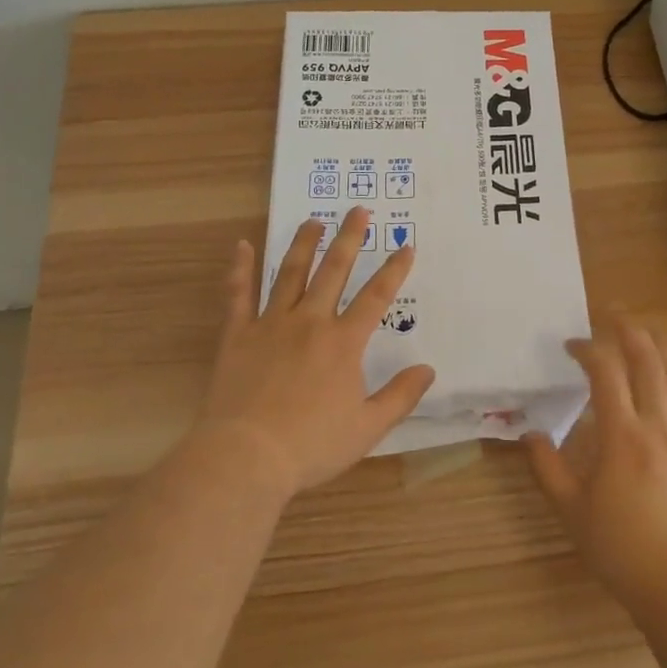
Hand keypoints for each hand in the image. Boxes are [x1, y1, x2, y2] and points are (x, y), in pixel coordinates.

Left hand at [197, 206, 434, 495]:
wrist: (247, 457)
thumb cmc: (312, 444)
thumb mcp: (368, 427)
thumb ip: (400, 396)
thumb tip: (428, 369)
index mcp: (344, 342)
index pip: (376, 297)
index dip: (394, 270)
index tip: (406, 245)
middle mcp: (310, 322)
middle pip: (334, 271)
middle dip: (350, 238)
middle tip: (358, 210)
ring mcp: (271, 324)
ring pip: (290, 274)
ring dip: (304, 244)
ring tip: (314, 220)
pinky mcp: (238, 335)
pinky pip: (238, 294)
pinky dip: (240, 268)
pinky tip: (242, 245)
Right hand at [523, 315, 666, 609]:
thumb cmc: (622, 549)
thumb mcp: (571, 511)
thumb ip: (546, 468)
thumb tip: (528, 434)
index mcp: (622, 435)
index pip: (605, 372)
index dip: (588, 349)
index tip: (570, 345)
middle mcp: (658, 426)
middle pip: (649, 361)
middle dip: (629, 330)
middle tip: (612, 314)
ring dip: (662, 348)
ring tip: (648, 332)